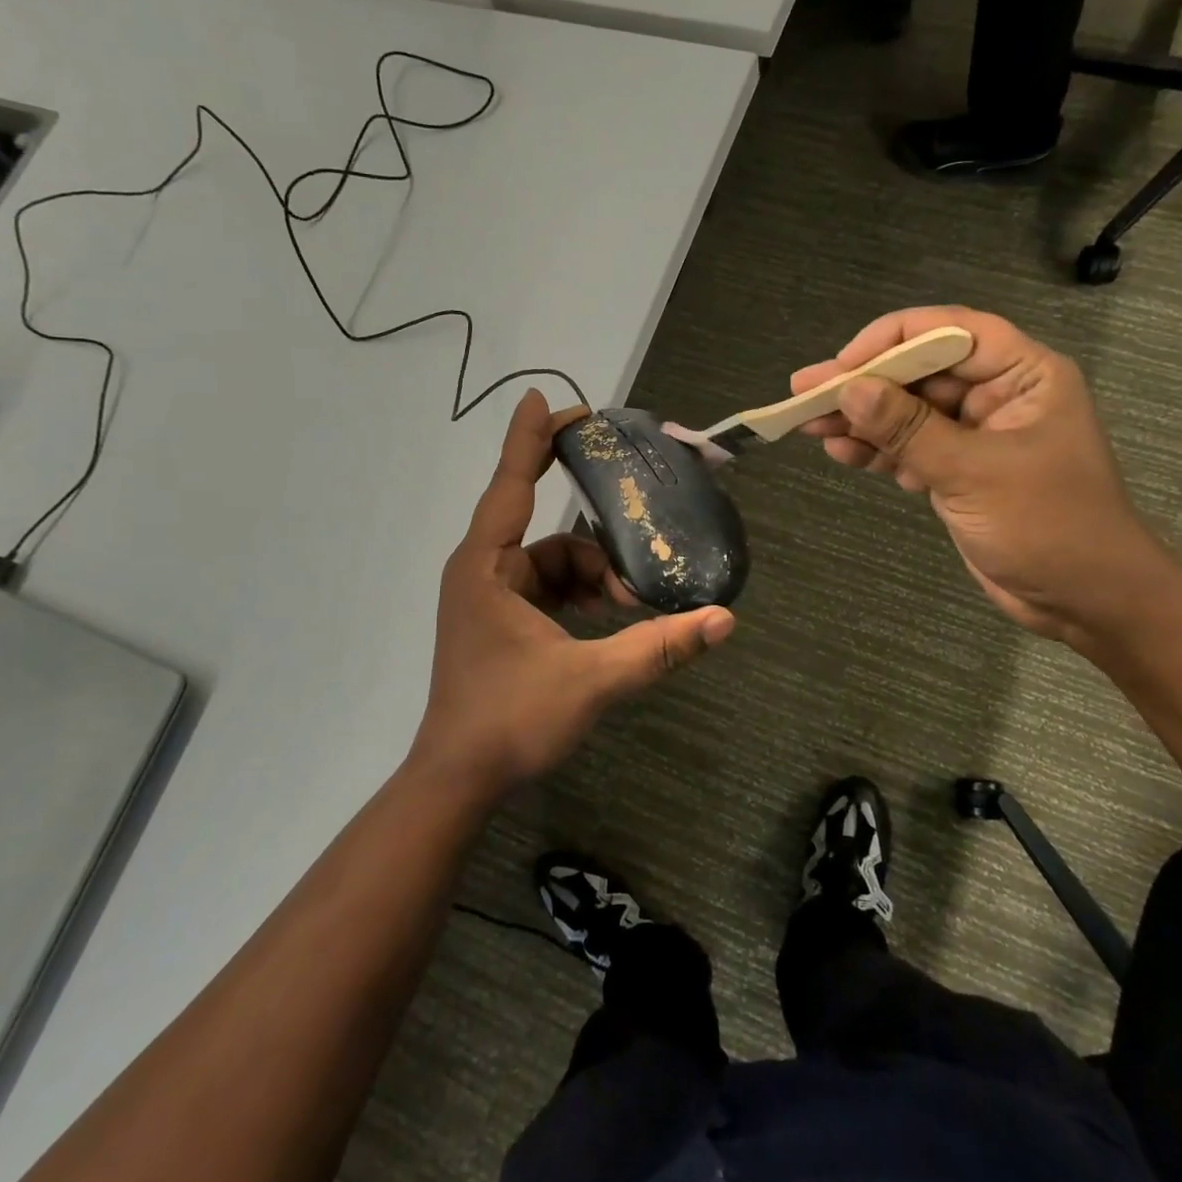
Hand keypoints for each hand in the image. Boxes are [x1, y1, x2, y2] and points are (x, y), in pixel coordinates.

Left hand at [415, 390, 734, 794]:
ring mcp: (489, 597)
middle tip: (640, 517)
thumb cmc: (508, 720)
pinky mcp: (499, 621)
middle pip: (547, 529)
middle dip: (596, 537)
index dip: (531, 438)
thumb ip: (657, 648)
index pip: (511, 484)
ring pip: (554, 563)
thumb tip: (723, 621)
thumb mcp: (590, 680)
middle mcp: (483, 571)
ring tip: (635, 605)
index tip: (550, 400)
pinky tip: (613, 619)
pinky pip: (547, 588)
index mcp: (487, 566)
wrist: (458, 780)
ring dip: (596, 577)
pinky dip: (581, 596)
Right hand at [792, 306, 1168, 643]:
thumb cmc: (1049, 526)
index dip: (892, 340)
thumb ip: (909, 429)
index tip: (844, 366)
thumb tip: (850, 390)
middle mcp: (997, 395)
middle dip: (862, 383)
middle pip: (919, 373)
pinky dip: (875, 451)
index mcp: (1022, 375)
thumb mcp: (973, 472)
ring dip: (860, 419)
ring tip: (806, 423)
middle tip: (803, 391)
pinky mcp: (957, 471)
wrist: (1086, 601)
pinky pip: (909, 448)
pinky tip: (838, 451)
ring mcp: (974, 435)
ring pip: (907, 412)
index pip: (950, 333)